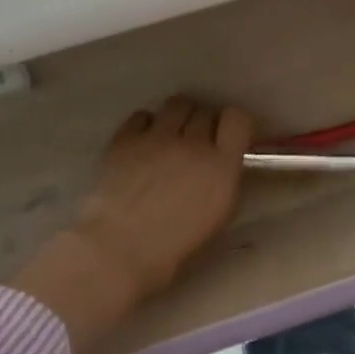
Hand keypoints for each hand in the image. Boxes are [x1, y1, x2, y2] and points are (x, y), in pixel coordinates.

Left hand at [73, 97, 254, 299]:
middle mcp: (192, 143)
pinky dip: (146, 125)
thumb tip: (220, 165)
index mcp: (220, 166)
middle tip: (196, 144)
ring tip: (170, 136)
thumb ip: (222, 181)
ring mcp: (157, 136)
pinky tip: (142, 143)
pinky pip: (142, 115)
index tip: (229, 136)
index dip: (234, 124)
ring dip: (179, 117)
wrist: (116, 249)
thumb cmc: (171, 249)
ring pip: (177, 104)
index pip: (238, 119)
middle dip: (204, 123)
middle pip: (205, 111)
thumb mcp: (214, 218)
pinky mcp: (125, 138)